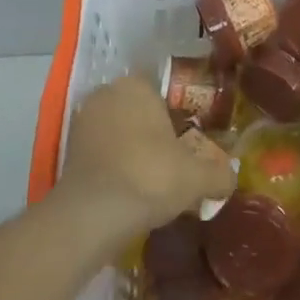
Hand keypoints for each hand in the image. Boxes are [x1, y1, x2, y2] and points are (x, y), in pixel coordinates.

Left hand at [56, 76, 236, 245]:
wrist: (93, 214)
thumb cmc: (150, 177)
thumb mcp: (197, 178)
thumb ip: (220, 174)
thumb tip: (231, 177)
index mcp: (137, 85)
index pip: (164, 91)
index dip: (179, 117)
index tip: (189, 142)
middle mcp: (107, 93)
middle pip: (139, 110)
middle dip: (154, 132)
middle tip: (173, 162)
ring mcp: (83, 119)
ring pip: (118, 130)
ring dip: (132, 148)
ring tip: (151, 180)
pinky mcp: (68, 148)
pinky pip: (101, 150)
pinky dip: (113, 164)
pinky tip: (128, 189)